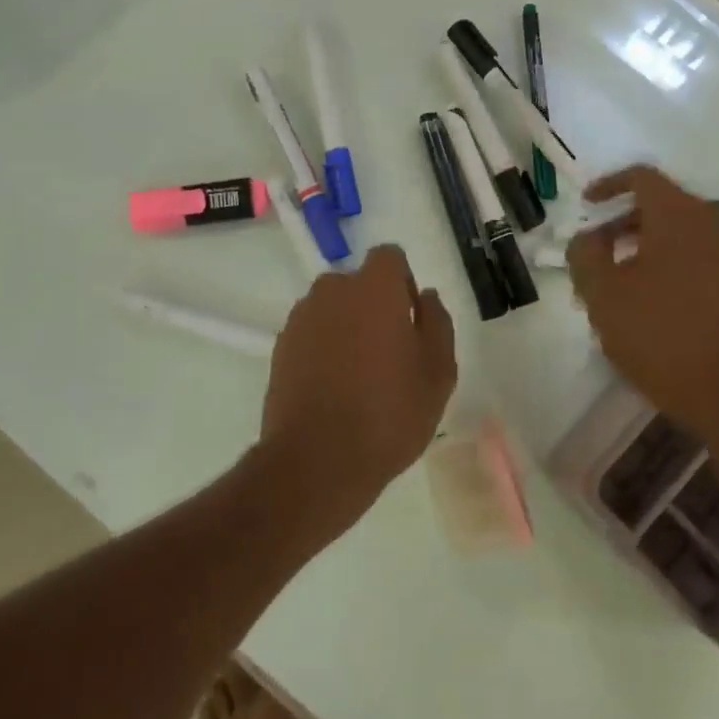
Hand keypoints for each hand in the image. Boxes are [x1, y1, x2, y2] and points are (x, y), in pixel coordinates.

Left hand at [257, 245, 456, 540]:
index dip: (403, 283)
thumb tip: (425, 296)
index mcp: (373, 288)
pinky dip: (324, 348)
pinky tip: (334, 389)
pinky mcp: (280, 347)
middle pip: (358, 283)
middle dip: (374, 306)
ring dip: (347, 326)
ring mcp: (301, 319)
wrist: (317, 461)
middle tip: (390, 352)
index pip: (389, 257)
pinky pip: (312, 333)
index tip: (410, 320)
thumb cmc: (389, 413)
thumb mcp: (438, 372)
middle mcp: (332, 291)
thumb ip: (437, 323)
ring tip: (359, 375)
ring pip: (333, 308)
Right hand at [567, 167, 718, 515]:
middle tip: (593, 253)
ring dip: (643, 244)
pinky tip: (647, 298)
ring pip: (678, 231)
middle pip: (660, 203)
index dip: (608, 186)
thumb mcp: (603, 295)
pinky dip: (668, 260)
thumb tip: (588, 237)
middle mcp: (713, 222)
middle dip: (620, 223)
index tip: (586, 207)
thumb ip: (585, 255)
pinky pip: (697, 253)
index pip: (641, 177)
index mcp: (680, 215)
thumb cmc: (661, 337)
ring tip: (614, 281)